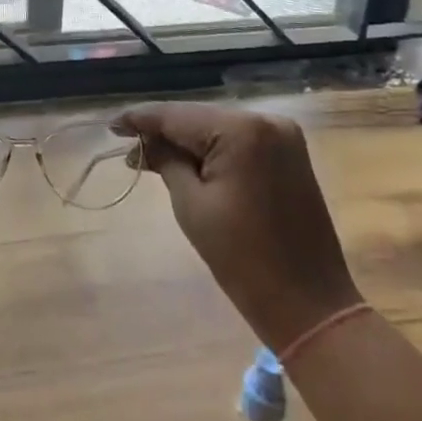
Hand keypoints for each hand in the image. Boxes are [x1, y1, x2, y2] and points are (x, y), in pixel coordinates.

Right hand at [118, 102, 360, 350]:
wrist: (309, 305)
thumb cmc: (244, 259)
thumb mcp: (192, 206)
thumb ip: (166, 162)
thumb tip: (144, 142)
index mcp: (242, 130)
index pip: (177, 115)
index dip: (140, 119)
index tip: (111, 125)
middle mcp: (265, 120)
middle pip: (199, 118)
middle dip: (164, 132)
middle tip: (129, 149)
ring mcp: (283, 135)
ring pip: (218, 128)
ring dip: (187, 142)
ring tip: (151, 157)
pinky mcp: (290, 153)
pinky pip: (239, 141)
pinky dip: (213, 150)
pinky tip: (187, 161)